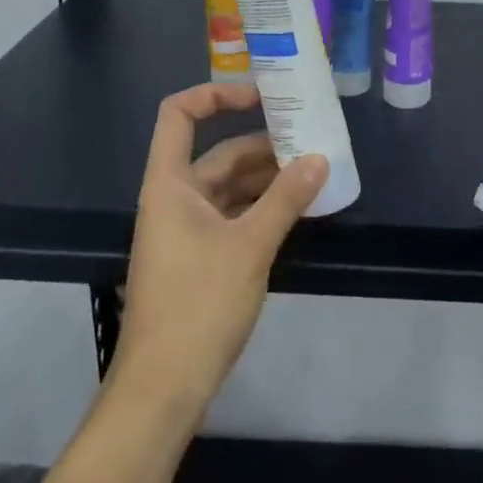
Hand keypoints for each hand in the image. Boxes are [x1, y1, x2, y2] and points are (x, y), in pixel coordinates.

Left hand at [110, 82, 327, 419]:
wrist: (163, 388)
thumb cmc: (199, 305)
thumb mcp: (250, 247)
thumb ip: (285, 199)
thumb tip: (319, 159)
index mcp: (169, 184)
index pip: (179, 114)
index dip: (215, 94)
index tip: (261, 98)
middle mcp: (173, 199)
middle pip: (217, 154)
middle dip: (263, 146)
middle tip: (310, 142)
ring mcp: (185, 231)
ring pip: (229, 188)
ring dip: (267, 180)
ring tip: (313, 174)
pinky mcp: (198, 258)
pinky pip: (232, 217)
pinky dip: (261, 210)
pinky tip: (296, 212)